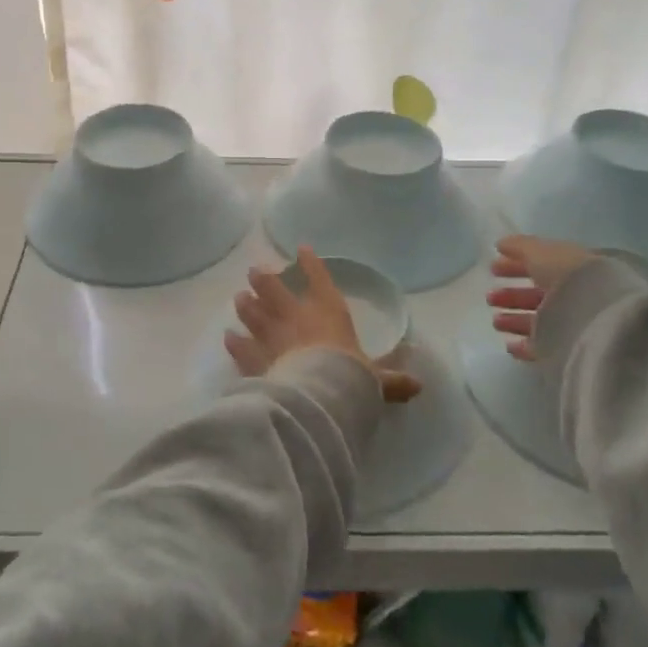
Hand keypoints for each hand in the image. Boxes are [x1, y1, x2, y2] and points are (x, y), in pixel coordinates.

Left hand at [226, 245, 423, 402]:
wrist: (315, 397)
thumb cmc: (349, 378)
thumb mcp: (376, 382)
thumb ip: (393, 381)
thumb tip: (419, 386)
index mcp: (328, 313)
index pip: (319, 280)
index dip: (311, 263)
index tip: (302, 249)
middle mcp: (296, 317)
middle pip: (274, 289)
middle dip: (264, 278)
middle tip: (255, 271)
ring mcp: (271, 336)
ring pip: (253, 312)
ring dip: (246, 304)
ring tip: (239, 296)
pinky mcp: (253, 358)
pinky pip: (240, 346)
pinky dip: (234, 341)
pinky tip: (228, 336)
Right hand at [487, 235, 595, 362]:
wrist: (597, 317)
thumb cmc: (569, 277)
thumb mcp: (541, 253)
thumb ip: (519, 247)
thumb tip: (500, 244)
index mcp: (570, 268)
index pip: (540, 265)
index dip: (515, 265)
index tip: (492, 268)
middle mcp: (574, 295)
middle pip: (538, 295)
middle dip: (512, 295)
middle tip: (489, 297)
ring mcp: (572, 322)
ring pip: (538, 321)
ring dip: (514, 319)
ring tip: (495, 321)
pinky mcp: (569, 349)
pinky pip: (544, 346)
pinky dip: (524, 344)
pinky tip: (509, 344)